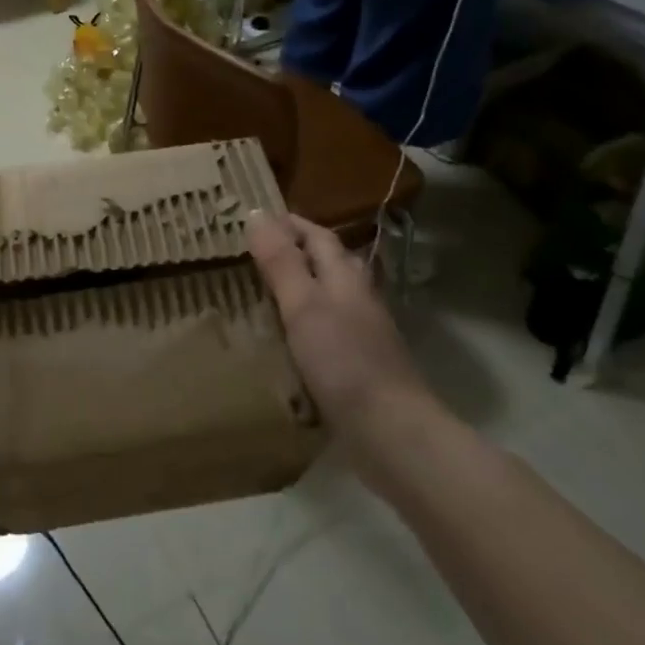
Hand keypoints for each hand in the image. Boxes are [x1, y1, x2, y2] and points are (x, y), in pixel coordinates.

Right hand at [246, 212, 427, 439]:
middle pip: (328, 263)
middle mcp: (357, 299)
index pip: (318, 236)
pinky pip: (326, 329)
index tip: (255, 217)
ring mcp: (361, 334)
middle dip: (295, 251)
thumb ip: (280, 262)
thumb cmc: (344, 360)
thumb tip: (256, 213)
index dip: (290, 224)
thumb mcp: (303, 305)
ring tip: (260, 290)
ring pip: (327, 296)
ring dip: (299, 286)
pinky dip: (303, 322)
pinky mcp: (357, 365)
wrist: (391, 431)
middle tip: (253, 252)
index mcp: (345, 277)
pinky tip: (284, 337)